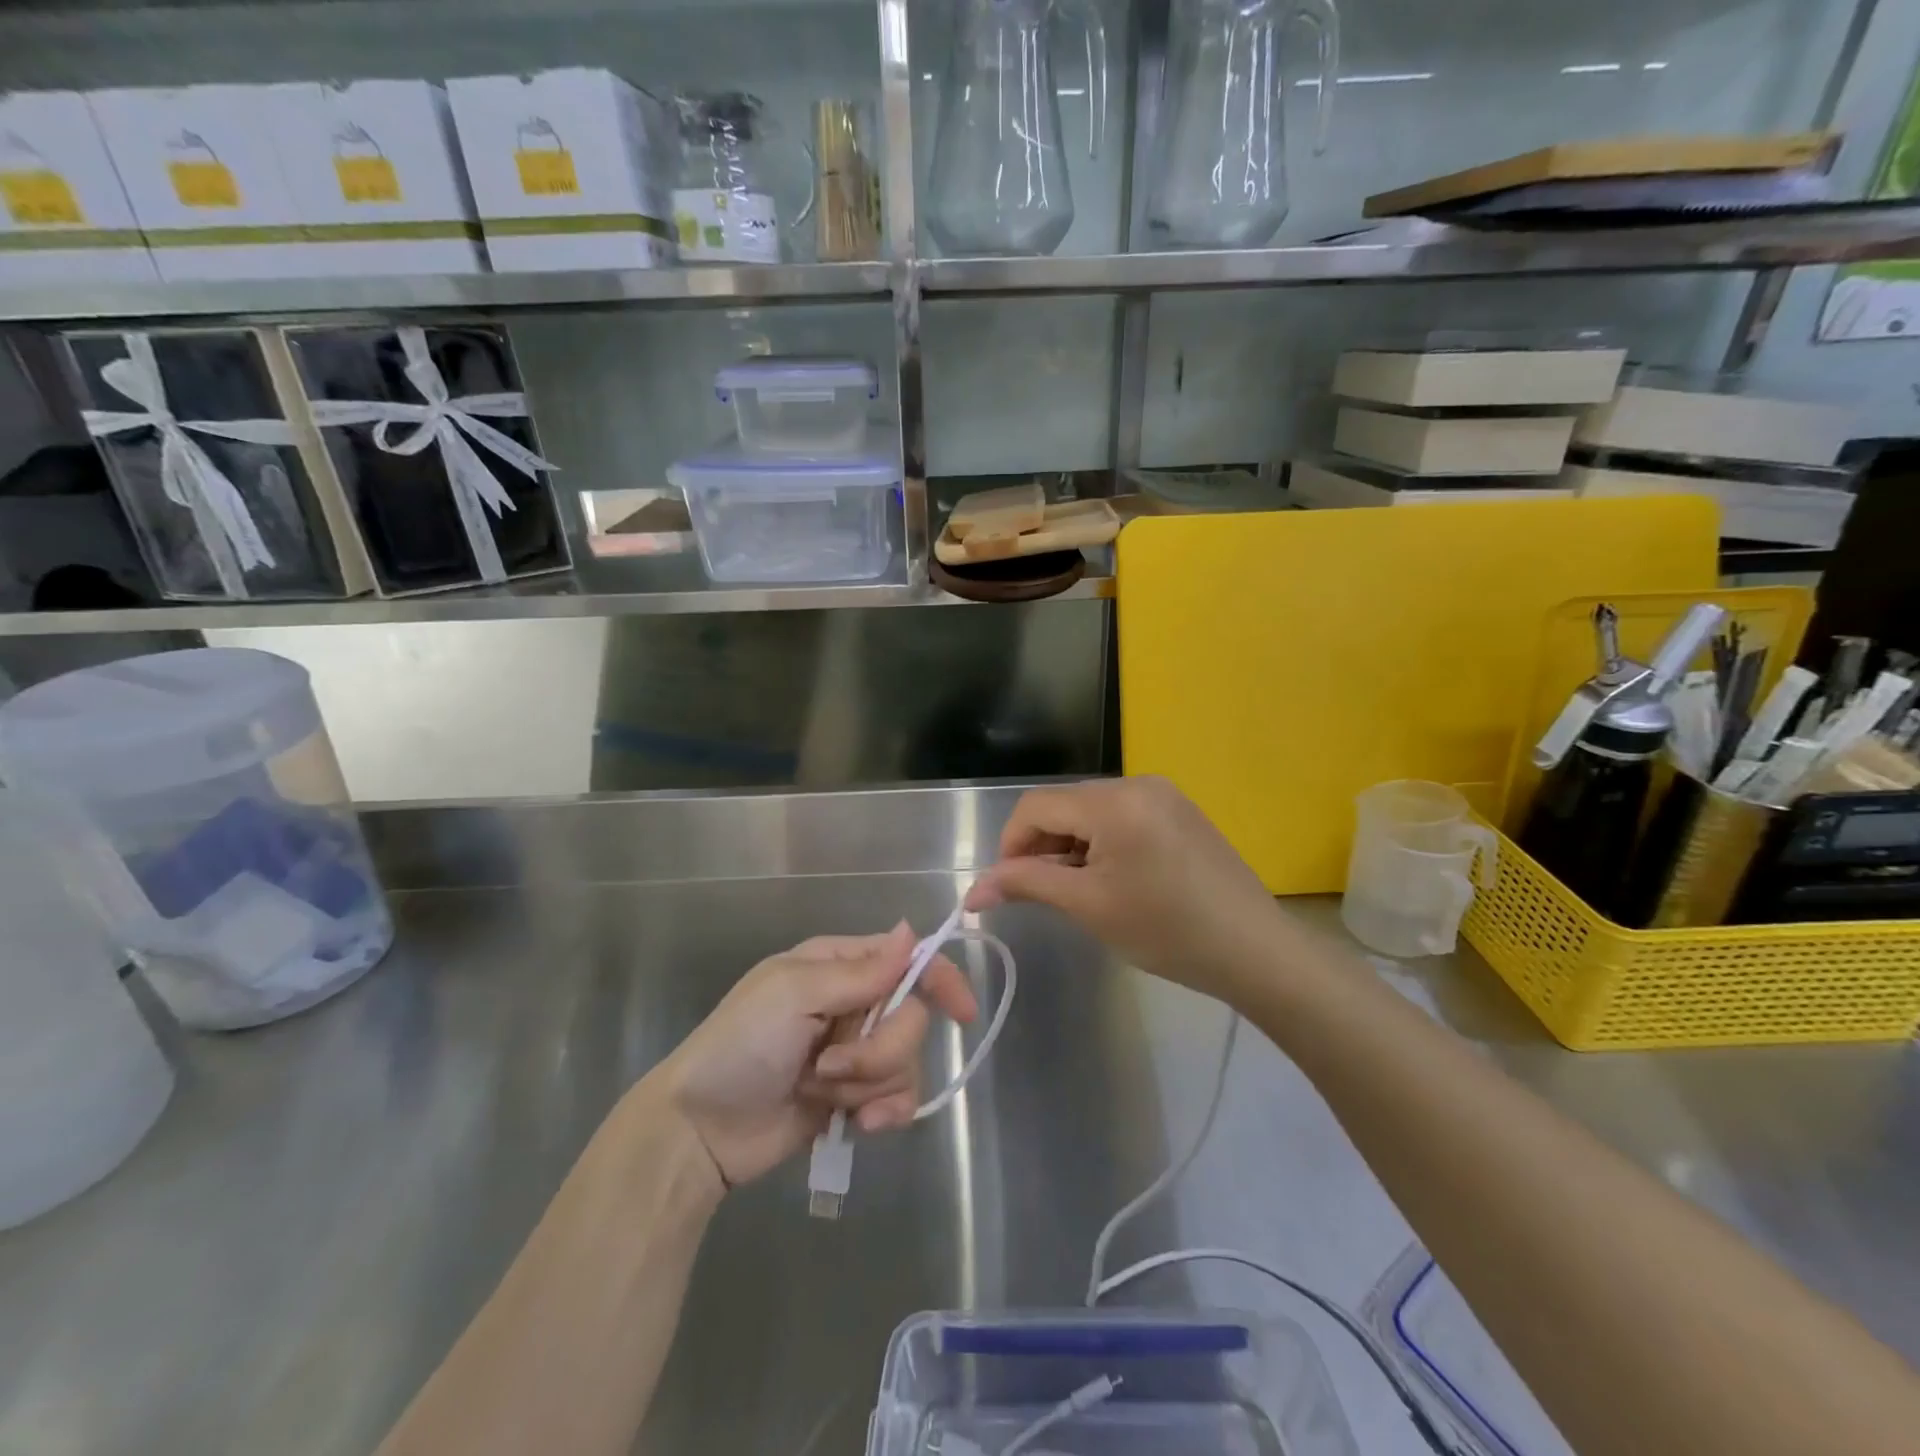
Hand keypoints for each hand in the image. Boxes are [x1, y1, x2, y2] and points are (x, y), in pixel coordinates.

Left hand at [658, 925, 977, 1187]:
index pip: (907, 960)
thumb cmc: (740, 1045)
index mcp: (838, 966)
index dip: (941, 980)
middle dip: (878, 1050)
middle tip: (830, 1066)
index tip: (963, 1013)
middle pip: (911, 1018)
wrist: (700, 1129)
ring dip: (868, 1084)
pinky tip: (859, 1127)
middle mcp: (853, 1003)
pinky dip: (883, 1114)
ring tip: (821, 1093)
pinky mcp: (854, 1098)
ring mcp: (855, 1053)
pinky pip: (897, 1100)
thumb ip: (860, 972)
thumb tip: (912, 930)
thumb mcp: (794, 995)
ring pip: (906, 1062)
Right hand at [965, 776, 1289, 1000]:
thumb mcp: (1088, 906)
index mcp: (1114, 801)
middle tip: (1041, 893)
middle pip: (1064, 805)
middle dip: (1041, 845)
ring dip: (1070, 845)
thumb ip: (1027, 885)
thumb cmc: (1166, 930)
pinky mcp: (1180, 811)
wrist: (1254, 950)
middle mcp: (1138, 783)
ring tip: (1078, 891)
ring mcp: (1164, 795)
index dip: (1010, 844)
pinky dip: (1102, 843)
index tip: (1007, 887)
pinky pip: (1122, 816)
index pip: (1036, 806)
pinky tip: (1112, 879)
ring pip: (1091, 811)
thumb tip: (973, 890)